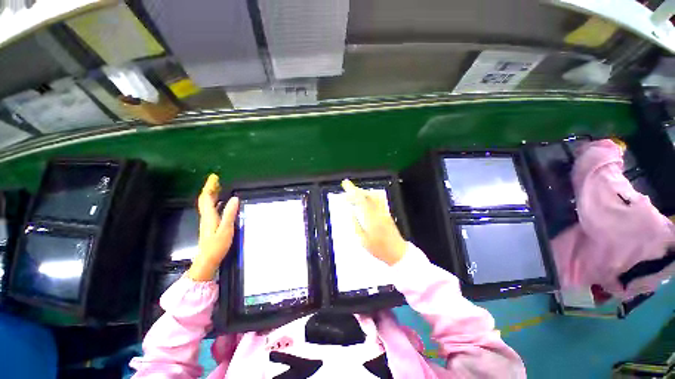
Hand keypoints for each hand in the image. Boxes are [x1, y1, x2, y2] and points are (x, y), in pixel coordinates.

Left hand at [188, 174, 239, 280]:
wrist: (207, 260)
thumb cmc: (217, 245)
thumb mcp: (226, 229)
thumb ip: (230, 213)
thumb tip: (235, 198)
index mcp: (209, 216)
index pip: (207, 197)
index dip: (210, 187)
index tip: (214, 177)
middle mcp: (206, 216)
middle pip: (205, 199)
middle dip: (210, 189)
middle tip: (216, 180)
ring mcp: (207, 221)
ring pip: (207, 204)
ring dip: (212, 195)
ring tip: (219, 188)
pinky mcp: (210, 225)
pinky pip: (211, 209)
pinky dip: (215, 202)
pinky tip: (221, 203)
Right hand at [341, 179, 407, 265]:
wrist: (398, 252)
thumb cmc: (379, 249)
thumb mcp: (363, 240)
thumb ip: (356, 224)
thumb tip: (351, 212)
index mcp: (371, 218)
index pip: (361, 199)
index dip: (352, 190)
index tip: (346, 184)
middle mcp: (378, 212)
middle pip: (367, 195)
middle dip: (356, 189)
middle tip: (347, 188)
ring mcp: (384, 212)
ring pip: (373, 196)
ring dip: (362, 192)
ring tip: (353, 194)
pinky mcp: (387, 214)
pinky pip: (377, 200)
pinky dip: (368, 197)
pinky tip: (363, 201)